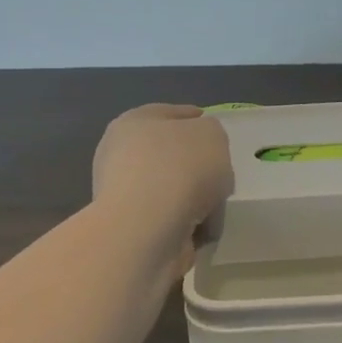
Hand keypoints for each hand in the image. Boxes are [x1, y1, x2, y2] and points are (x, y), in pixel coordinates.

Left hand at [91, 104, 233, 255]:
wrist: (148, 229)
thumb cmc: (180, 168)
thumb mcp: (212, 134)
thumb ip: (211, 135)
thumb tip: (203, 152)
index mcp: (134, 122)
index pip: (167, 113)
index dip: (192, 117)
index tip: (212, 129)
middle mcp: (121, 155)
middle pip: (167, 153)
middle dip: (193, 162)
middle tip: (220, 171)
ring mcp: (124, 195)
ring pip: (169, 189)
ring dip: (191, 197)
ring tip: (215, 205)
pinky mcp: (131, 229)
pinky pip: (169, 219)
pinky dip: (186, 223)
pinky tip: (203, 227)